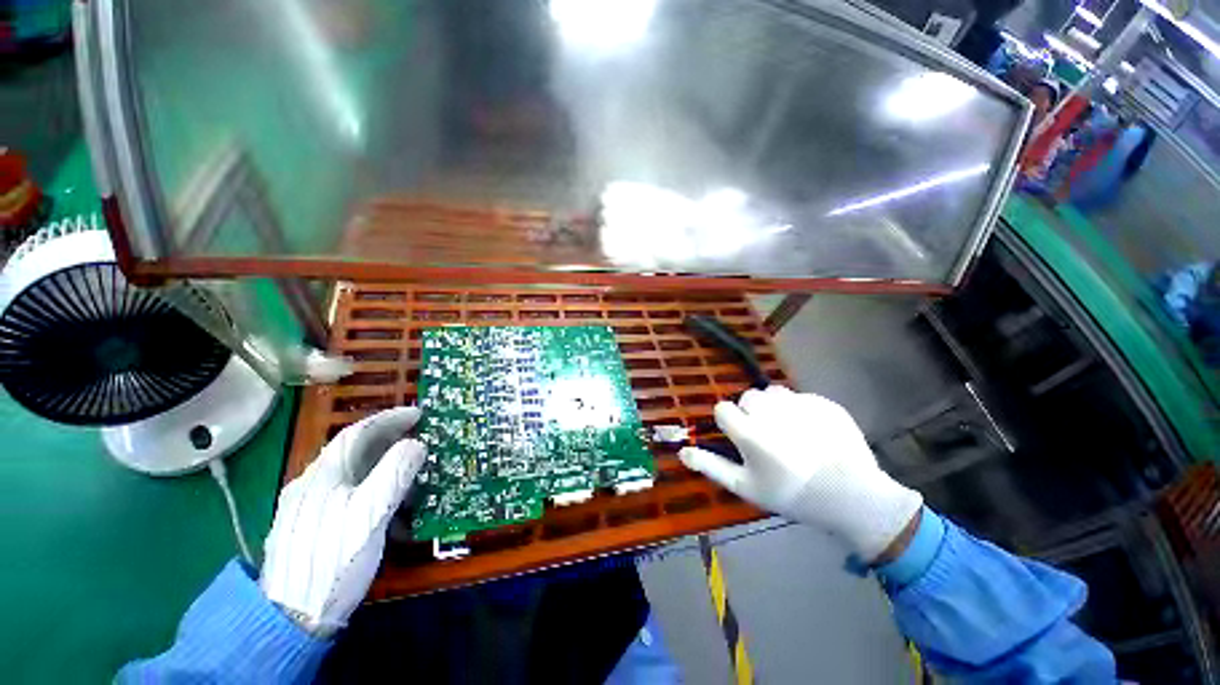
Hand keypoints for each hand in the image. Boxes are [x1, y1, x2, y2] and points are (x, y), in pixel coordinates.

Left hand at [260, 407, 424, 636]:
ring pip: (348, 469)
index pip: (357, 433)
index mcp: (322, 476)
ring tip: (407, 460)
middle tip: (418, 433)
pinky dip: (368, 479)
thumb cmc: (334, 562)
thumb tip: (416, 444)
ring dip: (379, 458)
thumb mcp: (370, 516)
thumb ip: (393, 475)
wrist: (291, 617)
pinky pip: (344, 488)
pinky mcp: (310, 524)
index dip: (389, 419)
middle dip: (387, 435)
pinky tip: (381, 495)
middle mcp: (310, 484)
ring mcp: (307, 505)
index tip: (418, 414)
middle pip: (351, 449)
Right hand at [679, 386, 920, 562]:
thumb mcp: (745, 486)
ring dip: (775, 407)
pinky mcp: (823, 401)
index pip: (723, 408)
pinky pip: (800, 397)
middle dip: (752, 414)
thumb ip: (711, 466)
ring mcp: (798, 403)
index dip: (730, 423)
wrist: (852, 497)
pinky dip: (801, 410)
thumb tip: (682, 451)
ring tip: (790, 432)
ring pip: (773, 393)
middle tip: (769, 439)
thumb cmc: (790, 494)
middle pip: (748, 398)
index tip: (742, 440)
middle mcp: (769, 410)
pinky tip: (813, 432)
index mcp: (748, 430)